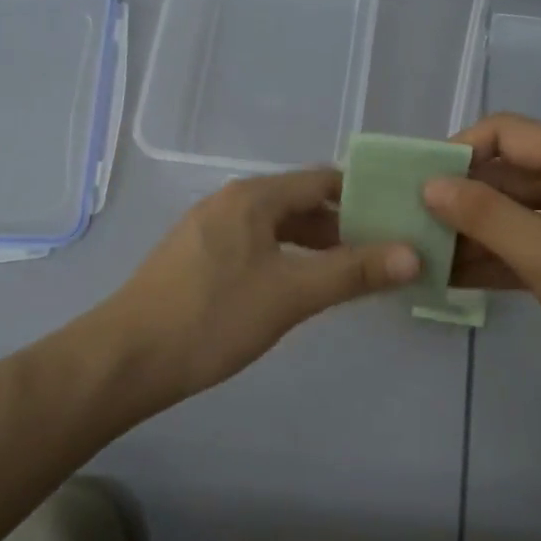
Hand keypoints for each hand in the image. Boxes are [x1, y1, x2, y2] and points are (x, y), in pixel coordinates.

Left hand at [94, 168, 418, 413]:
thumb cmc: (212, 318)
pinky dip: (287, 260)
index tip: (400, 221)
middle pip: (300, 203)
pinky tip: (300, 289)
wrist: (126, 359)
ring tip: (352, 275)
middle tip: (385, 254)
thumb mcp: (291, 294)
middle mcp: (230, 203)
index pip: (323, 181)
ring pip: (277, 228)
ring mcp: (209, 231)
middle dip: (344, 226)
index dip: (365, 197)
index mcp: (253, 197)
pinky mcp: (197, 260)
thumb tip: (414, 254)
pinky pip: (256, 247)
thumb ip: (353, 272)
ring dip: (316, 246)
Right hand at [423, 113, 540, 417]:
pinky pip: (523, 247)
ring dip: (469, 231)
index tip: (415, 183)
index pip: (504, 132)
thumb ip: (485, 215)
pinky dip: (490, 259)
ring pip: (510, 214)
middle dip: (457, 195)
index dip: (458, 150)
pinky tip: (448, 278)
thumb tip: (430, 185)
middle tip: (406, 223)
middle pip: (504, 173)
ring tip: (418, 254)